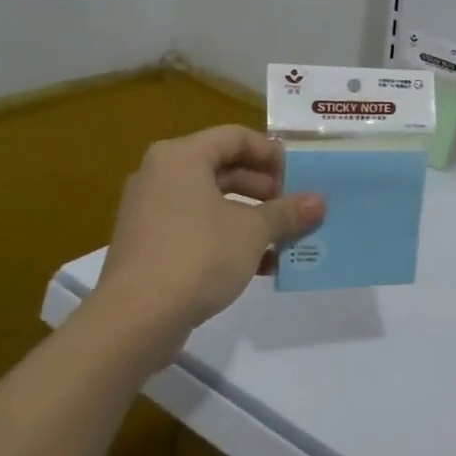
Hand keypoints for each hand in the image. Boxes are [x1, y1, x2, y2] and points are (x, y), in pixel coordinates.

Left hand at [84, 126, 324, 365]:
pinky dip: (230, 239)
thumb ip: (287, 212)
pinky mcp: (151, 246)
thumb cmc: (199, 255)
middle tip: (296, 206)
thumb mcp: (253, 231)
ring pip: (213, 202)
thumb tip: (319, 202)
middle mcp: (161, 176)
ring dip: (252, 217)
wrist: (137, 318)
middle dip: (265, 188)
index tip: (299, 175)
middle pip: (223, 168)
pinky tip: (262, 265)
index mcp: (181, 157)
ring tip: (286, 237)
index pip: (235, 136)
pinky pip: (198, 229)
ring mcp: (152, 212)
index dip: (271, 153)